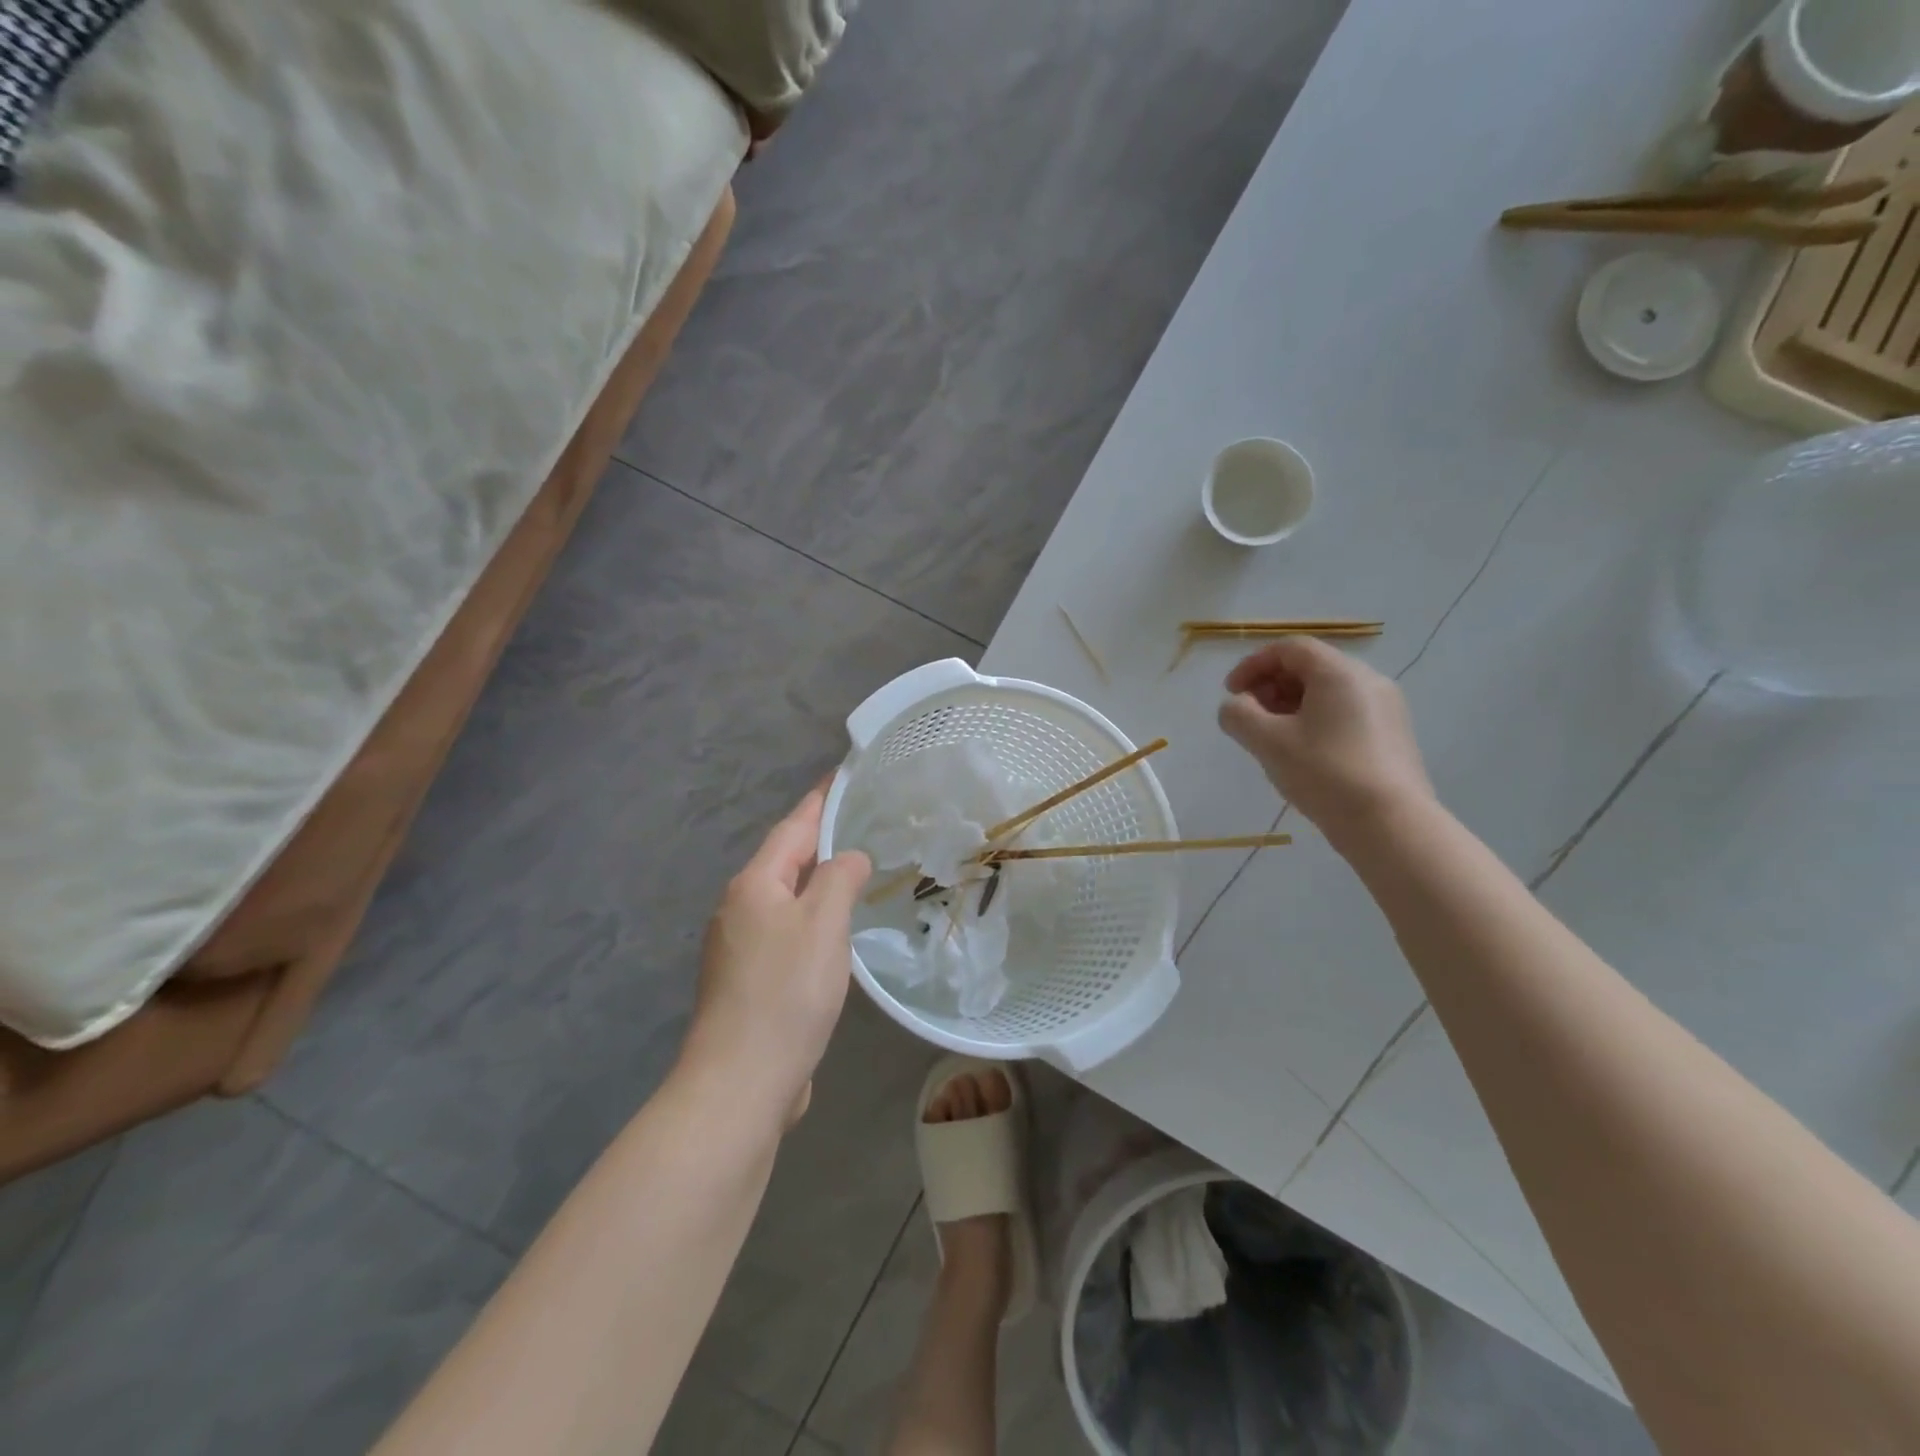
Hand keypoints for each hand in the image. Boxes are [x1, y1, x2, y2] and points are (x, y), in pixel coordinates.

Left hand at [682, 787, 870, 1125]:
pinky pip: (786, 932)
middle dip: (819, 839)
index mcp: (754, 885)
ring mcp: (738, 947)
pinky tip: (834, 932)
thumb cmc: (785, 993)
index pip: (793, 828)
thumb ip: (840, 878)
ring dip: (816, 881)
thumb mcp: (823, 924)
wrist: (740, 1083)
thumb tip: (850, 858)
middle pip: (784, 861)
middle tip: (861, 821)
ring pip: (785, 899)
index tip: (843, 774)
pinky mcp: (747, 982)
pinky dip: (812, 919)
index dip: (820, 800)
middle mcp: (739, 909)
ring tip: (855, 870)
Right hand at [1217, 638, 1433, 845]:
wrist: (1390, 824)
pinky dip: (1315, 720)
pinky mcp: (1392, 735)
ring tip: (1272, 737)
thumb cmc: (1325, 773)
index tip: (1231, 693)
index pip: (1289, 648)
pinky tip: (1303, 753)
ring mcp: (1386, 708)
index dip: (1253, 665)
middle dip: (1271, 685)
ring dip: (1291, 704)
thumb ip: (1238, 715)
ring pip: (1328, 691)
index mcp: (1339, 672)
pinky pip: (1345, 712)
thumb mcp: (1267, 742)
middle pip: (1310, 666)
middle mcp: (1368, 680)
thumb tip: (1234, 706)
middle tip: (1249, 716)